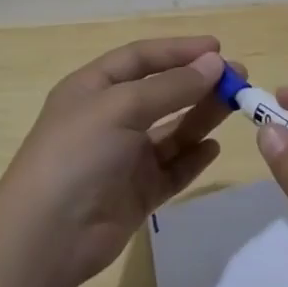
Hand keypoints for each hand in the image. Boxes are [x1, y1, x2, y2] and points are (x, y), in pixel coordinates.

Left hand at [0, 37, 231, 286]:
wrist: (48, 237)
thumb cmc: (78, 154)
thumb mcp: (122, 108)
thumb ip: (171, 87)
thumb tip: (214, 63)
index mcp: (93, 88)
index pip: (141, 58)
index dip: (178, 50)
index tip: (218, 49)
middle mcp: (109, 118)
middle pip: (161, 92)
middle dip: (198, 83)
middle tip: (239, 80)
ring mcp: (124, 157)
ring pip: (172, 130)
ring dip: (202, 116)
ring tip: (236, 106)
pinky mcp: (137, 192)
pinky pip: (172, 169)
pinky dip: (193, 157)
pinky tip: (213, 148)